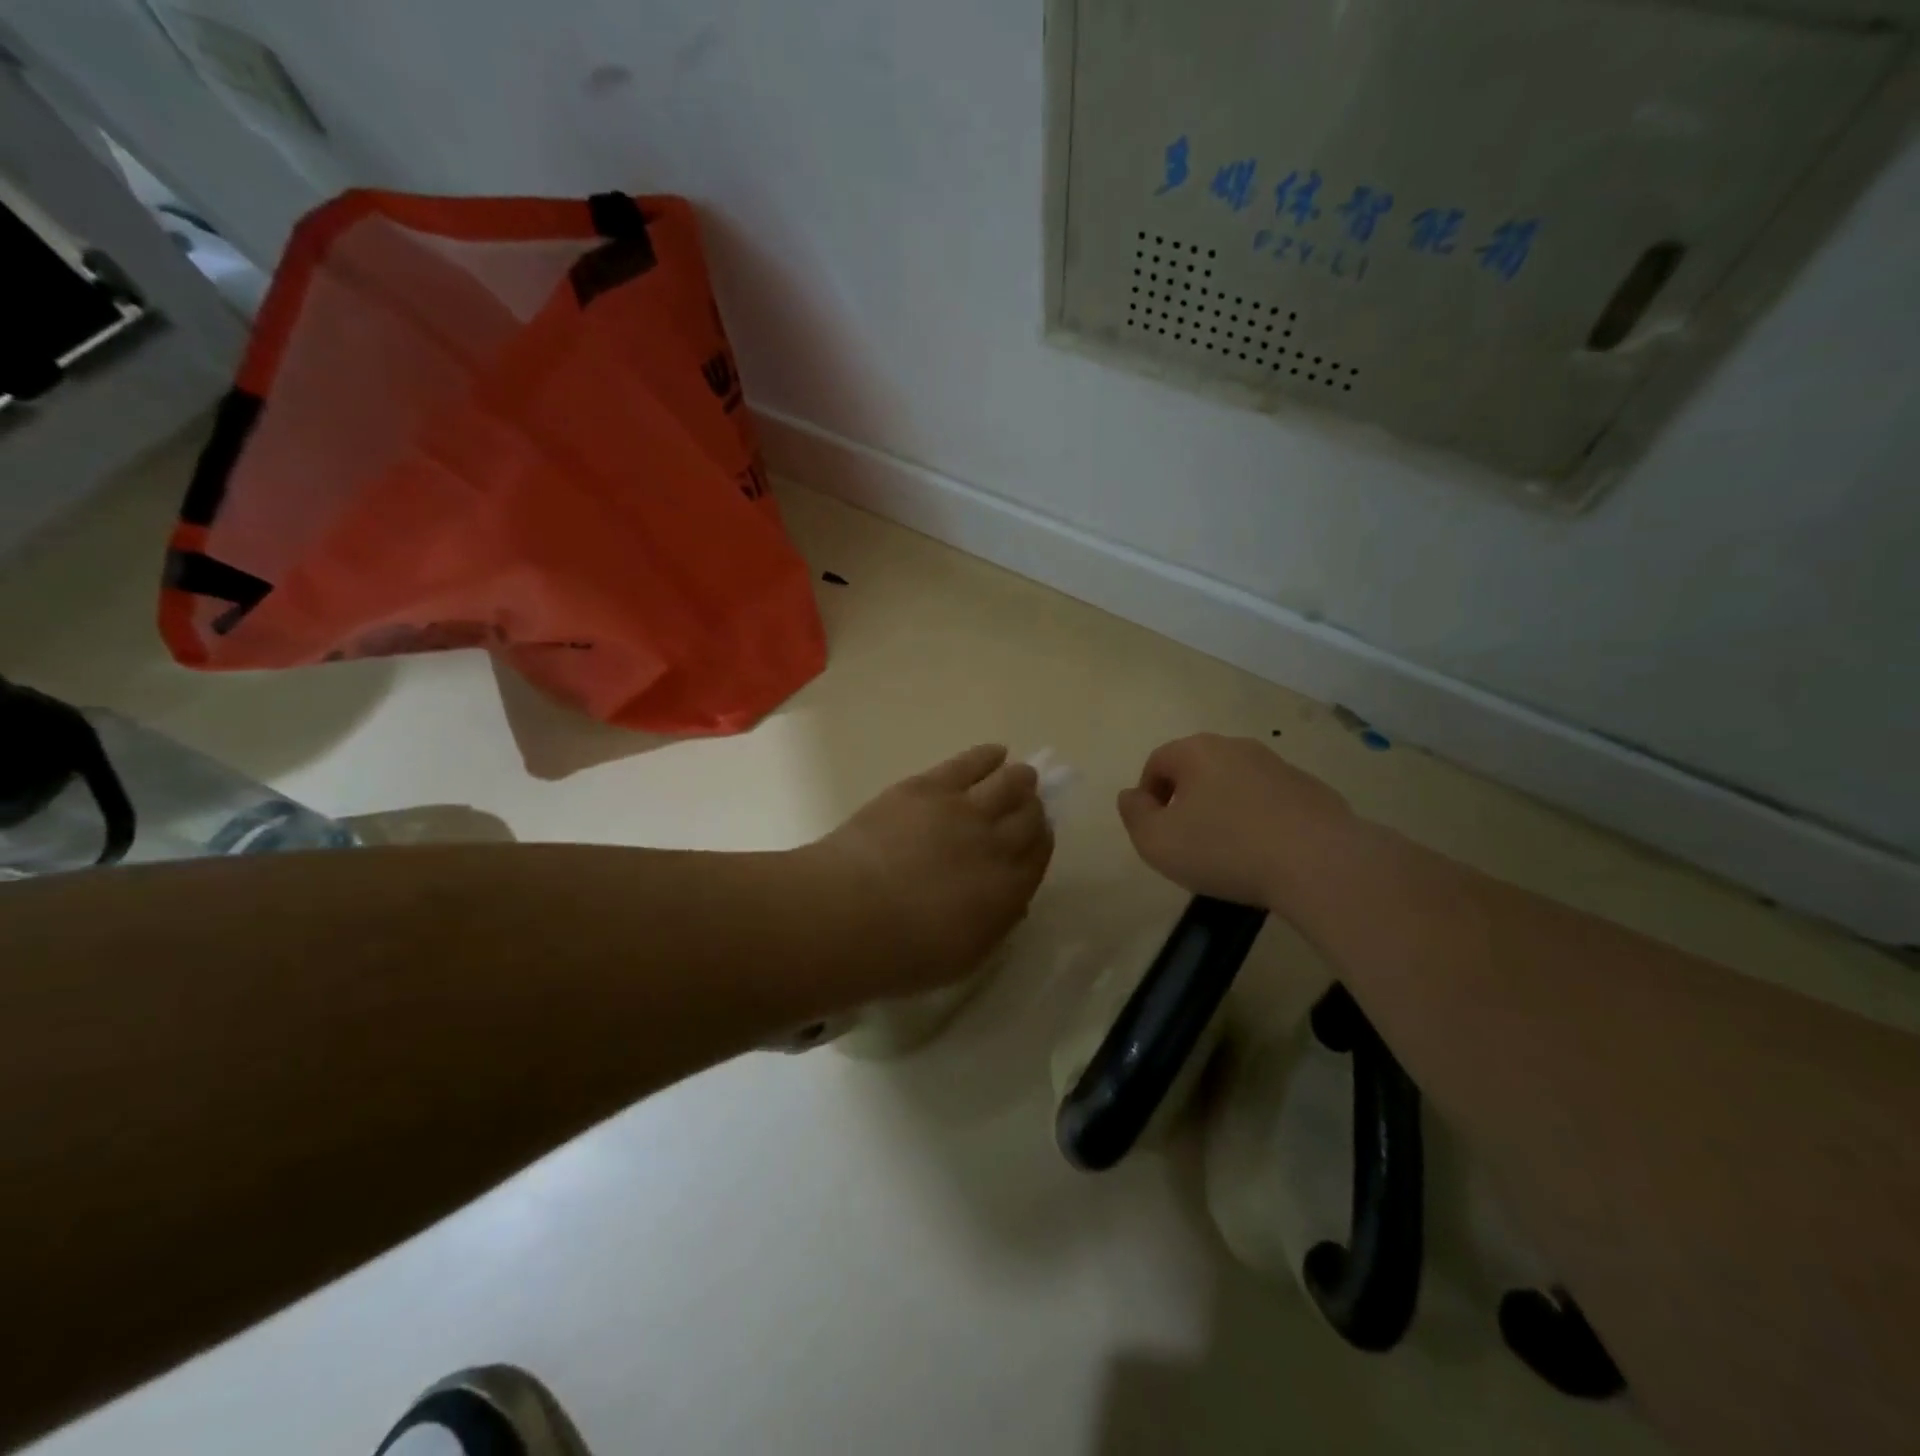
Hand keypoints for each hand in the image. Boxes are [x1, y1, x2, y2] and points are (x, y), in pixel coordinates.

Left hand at [806, 745, 1053, 994]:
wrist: (849, 913)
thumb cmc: (902, 952)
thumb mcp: (963, 956)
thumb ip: (995, 924)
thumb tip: (1011, 900)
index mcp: (1009, 891)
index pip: (1039, 854)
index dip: (1041, 840)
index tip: (1037, 836)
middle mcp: (996, 844)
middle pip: (1029, 816)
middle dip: (1032, 809)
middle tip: (1027, 806)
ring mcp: (964, 810)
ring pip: (1008, 783)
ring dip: (1019, 779)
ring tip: (1021, 776)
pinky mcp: (929, 787)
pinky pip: (970, 763)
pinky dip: (988, 756)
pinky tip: (995, 753)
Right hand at [1117, 733, 1356, 907]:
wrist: (1319, 863)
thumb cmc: (1225, 849)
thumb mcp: (1157, 841)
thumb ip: (1134, 815)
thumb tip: (1131, 795)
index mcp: (1197, 751)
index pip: (1157, 762)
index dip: (1148, 795)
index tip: (1154, 829)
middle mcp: (1237, 747)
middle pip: (1197, 768)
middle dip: (1186, 798)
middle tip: (1186, 839)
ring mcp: (1279, 766)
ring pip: (1236, 782)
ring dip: (1224, 807)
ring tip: (1228, 849)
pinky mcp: (1312, 790)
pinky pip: (1271, 800)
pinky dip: (1260, 819)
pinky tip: (1266, 853)